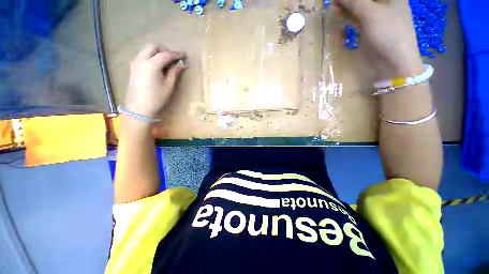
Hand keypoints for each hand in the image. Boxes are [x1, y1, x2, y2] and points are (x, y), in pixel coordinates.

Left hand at [124, 44, 185, 118]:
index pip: (165, 54)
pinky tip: (157, 65)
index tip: (184, 55)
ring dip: (157, 52)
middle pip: (153, 46)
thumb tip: (182, 64)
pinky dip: (151, 56)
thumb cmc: (156, 98)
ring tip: (167, 61)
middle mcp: (141, 59)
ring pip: (146, 50)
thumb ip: (174, 72)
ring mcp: (135, 63)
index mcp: (151, 64)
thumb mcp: (168, 86)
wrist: (139, 108)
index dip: (176, 54)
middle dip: (164, 49)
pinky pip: (142, 56)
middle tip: (173, 57)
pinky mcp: (133, 67)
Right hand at [336, 0, 422, 76]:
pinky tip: (338, 15)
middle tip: (334, 2)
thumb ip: (354, 1)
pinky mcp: (368, 27)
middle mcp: (383, 2)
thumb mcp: (371, 14)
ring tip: (333, 8)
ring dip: (345, 6)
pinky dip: (346, 16)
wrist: (394, 61)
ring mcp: (375, 15)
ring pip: (357, 6)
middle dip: (347, 0)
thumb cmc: (389, 33)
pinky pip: (355, 17)